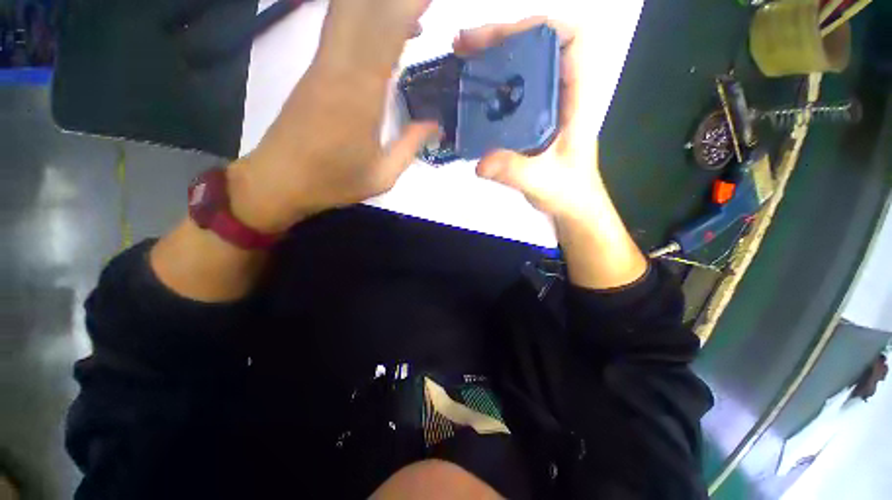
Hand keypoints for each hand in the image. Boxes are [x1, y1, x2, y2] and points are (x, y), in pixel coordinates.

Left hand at [228, 0, 436, 233]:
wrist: (280, 181)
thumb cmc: (334, 181)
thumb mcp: (382, 175)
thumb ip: (410, 146)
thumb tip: (435, 124)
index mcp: (361, 95)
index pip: (385, 33)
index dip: (406, 7)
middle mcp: (339, 69)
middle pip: (362, 10)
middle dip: (394, 1)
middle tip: (422, 3)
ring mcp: (322, 67)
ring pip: (346, 13)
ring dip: (376, 5)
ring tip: (411, 11)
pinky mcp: (313, 72)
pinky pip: (339, 31)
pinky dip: (361, 19)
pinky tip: (381, 31)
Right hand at [453, 17, 604, 222]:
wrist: (570, 203)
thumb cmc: (568, 190)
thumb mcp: (543, 182)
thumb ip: (515, 172)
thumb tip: (481, 163)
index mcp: (577, 98)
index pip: (573, 39)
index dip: (541, 27)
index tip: (504, 38)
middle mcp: (562, 92)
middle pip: (540, 44)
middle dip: (503, 37)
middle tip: (465, 46)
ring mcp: (546, 103)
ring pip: (524, 63)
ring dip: (493, 56)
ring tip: (461, 60)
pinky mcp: (532, 116)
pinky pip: (513, 88)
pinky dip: (491, 81)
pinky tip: (470, 90)